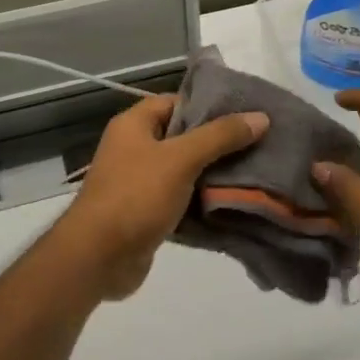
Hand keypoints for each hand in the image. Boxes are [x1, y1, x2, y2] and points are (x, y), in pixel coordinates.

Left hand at [55, 94, 268, 301]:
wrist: (98, 257)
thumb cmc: (136, 196)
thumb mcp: (181, 159)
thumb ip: (220, 137)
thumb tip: (261, 117)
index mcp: (134, 126)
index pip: (175, 102)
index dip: (208, 105)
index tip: (245, 113)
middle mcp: (134, 149)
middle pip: (183, 137)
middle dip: (218, 143)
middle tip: (258, 145)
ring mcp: (139, 183)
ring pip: (185, 171)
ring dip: (213, 175)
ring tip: (255, 173)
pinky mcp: (147, 214)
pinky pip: (181, 201)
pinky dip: (203, 203)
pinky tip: (235, 204)